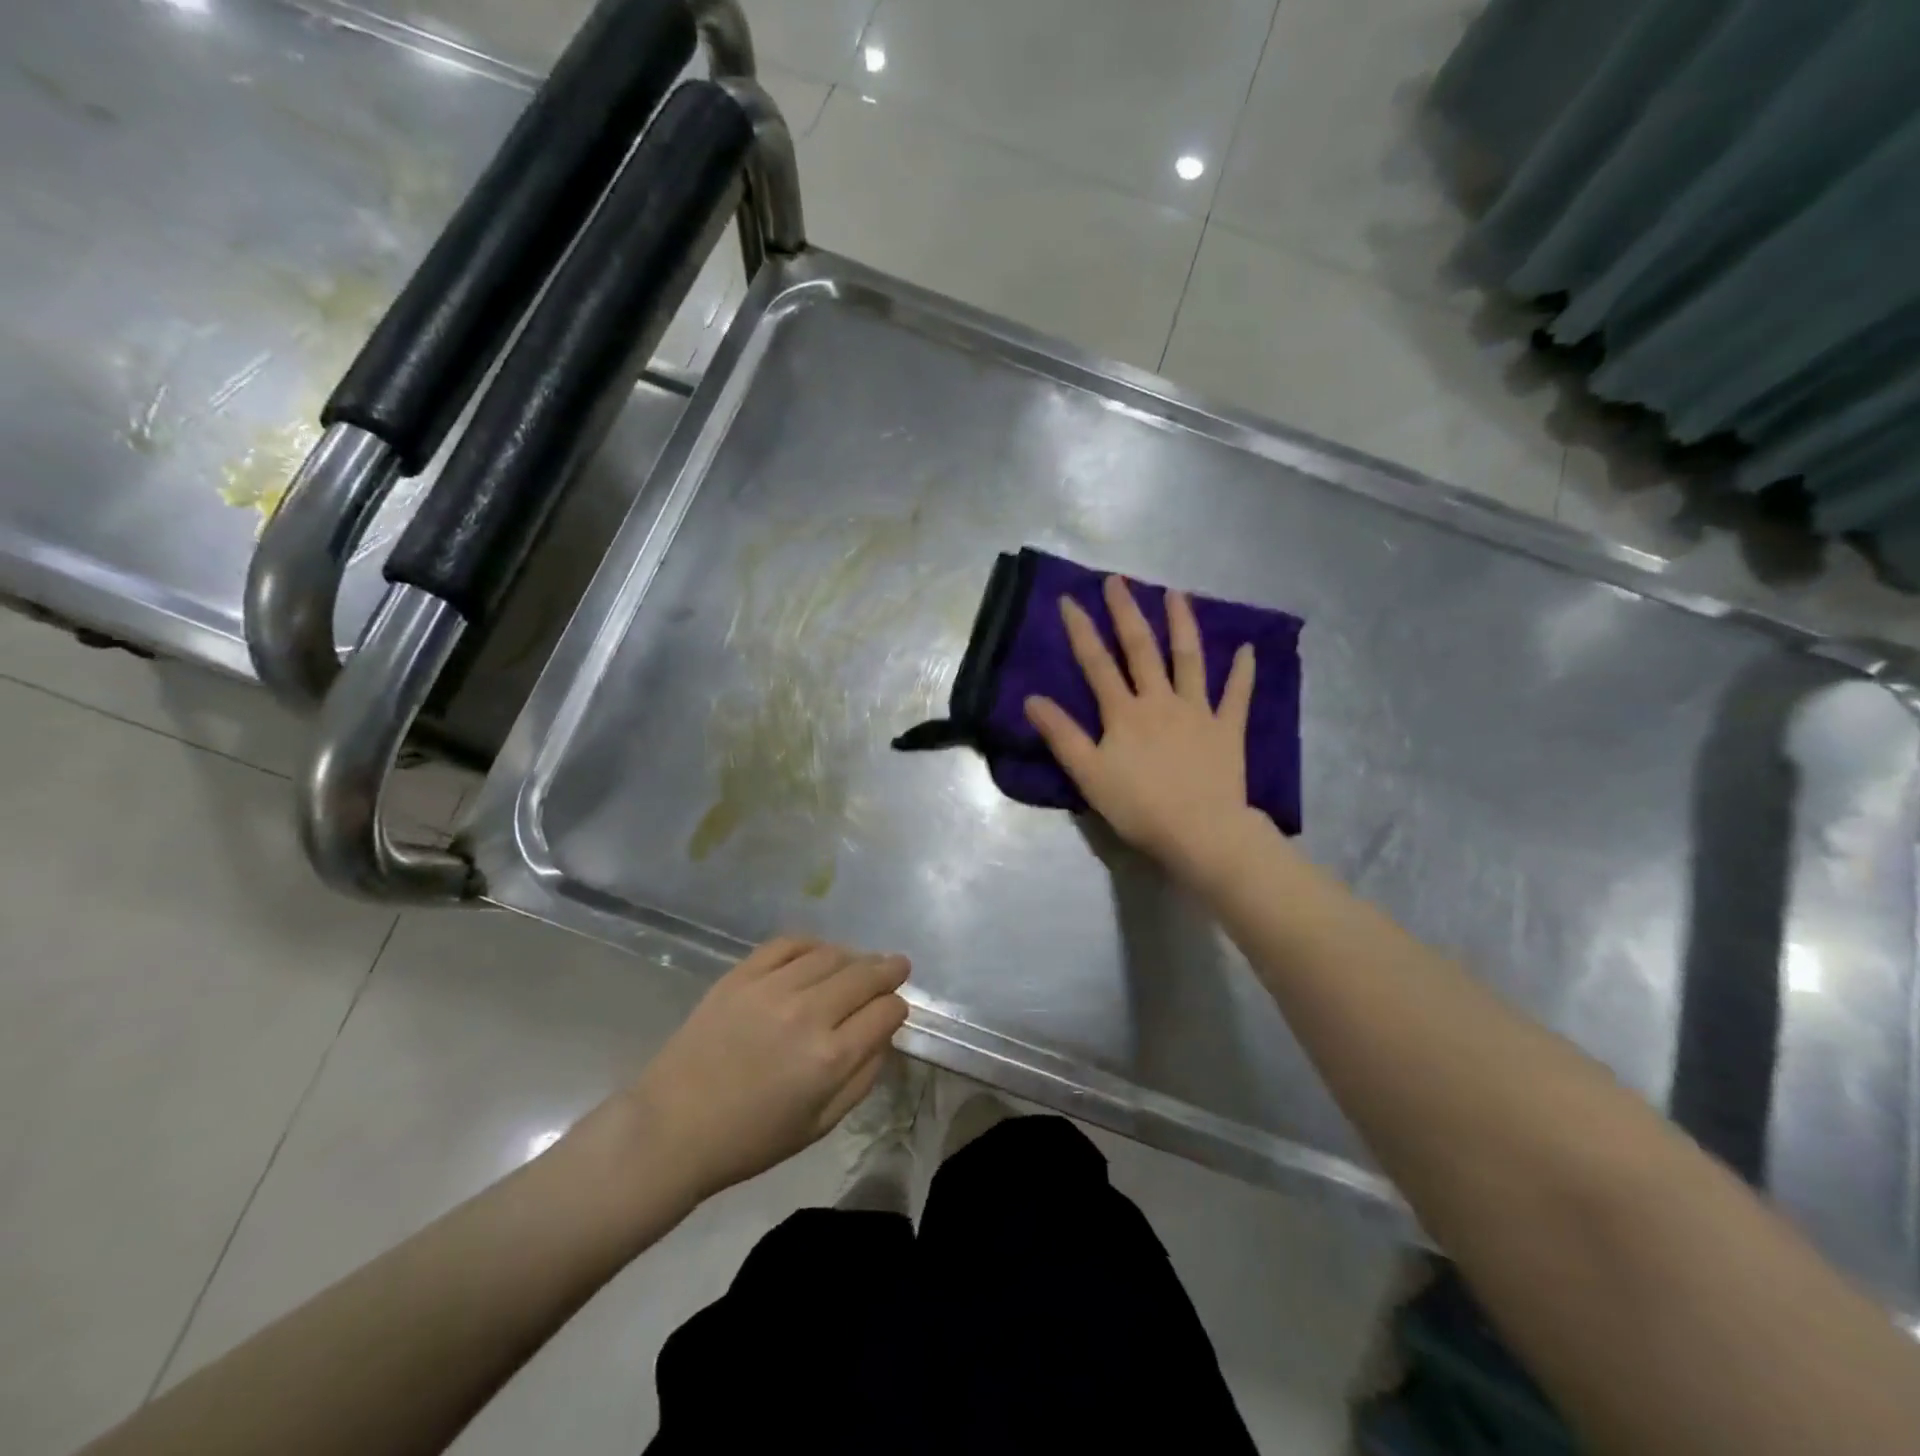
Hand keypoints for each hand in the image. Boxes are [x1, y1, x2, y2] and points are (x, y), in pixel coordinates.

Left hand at [625, 938, 909, 1201]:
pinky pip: (788, 944)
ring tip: (857, 963)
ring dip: (853, 957)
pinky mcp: (742, 975)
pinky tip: (818, 954)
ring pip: (831, 954)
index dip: (897, 1008)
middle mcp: (808, 1013)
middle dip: (888, 970)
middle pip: (865, 975)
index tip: (894, 1009)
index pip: (886, 1011)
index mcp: (831, 1058)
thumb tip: (883, 1035)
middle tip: (897, 966)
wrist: (672, 1128)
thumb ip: (862, 1077)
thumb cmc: (750, 1138)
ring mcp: (772, 988)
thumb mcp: (820, 1125)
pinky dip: (812, 944)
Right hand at [1024, 575, 1262, 881]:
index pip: (1096, 664)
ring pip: (1189, 659)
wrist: (1201, 832)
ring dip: (1182, 624)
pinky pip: (1237, 695)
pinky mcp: (1228, 729)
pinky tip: (1247, 648)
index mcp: (1124, 712)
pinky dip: (1242, 671)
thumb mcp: (1088, 774)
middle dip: (1127, 612)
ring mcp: (1198, 711)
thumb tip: (1032, 699)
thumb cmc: (1138, 807)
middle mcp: (1160, 700)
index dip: (1081, 631)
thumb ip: (1061, 735)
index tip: (1069, 599)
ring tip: (1176, 594)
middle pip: (1141, 649)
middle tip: (1119, 580)